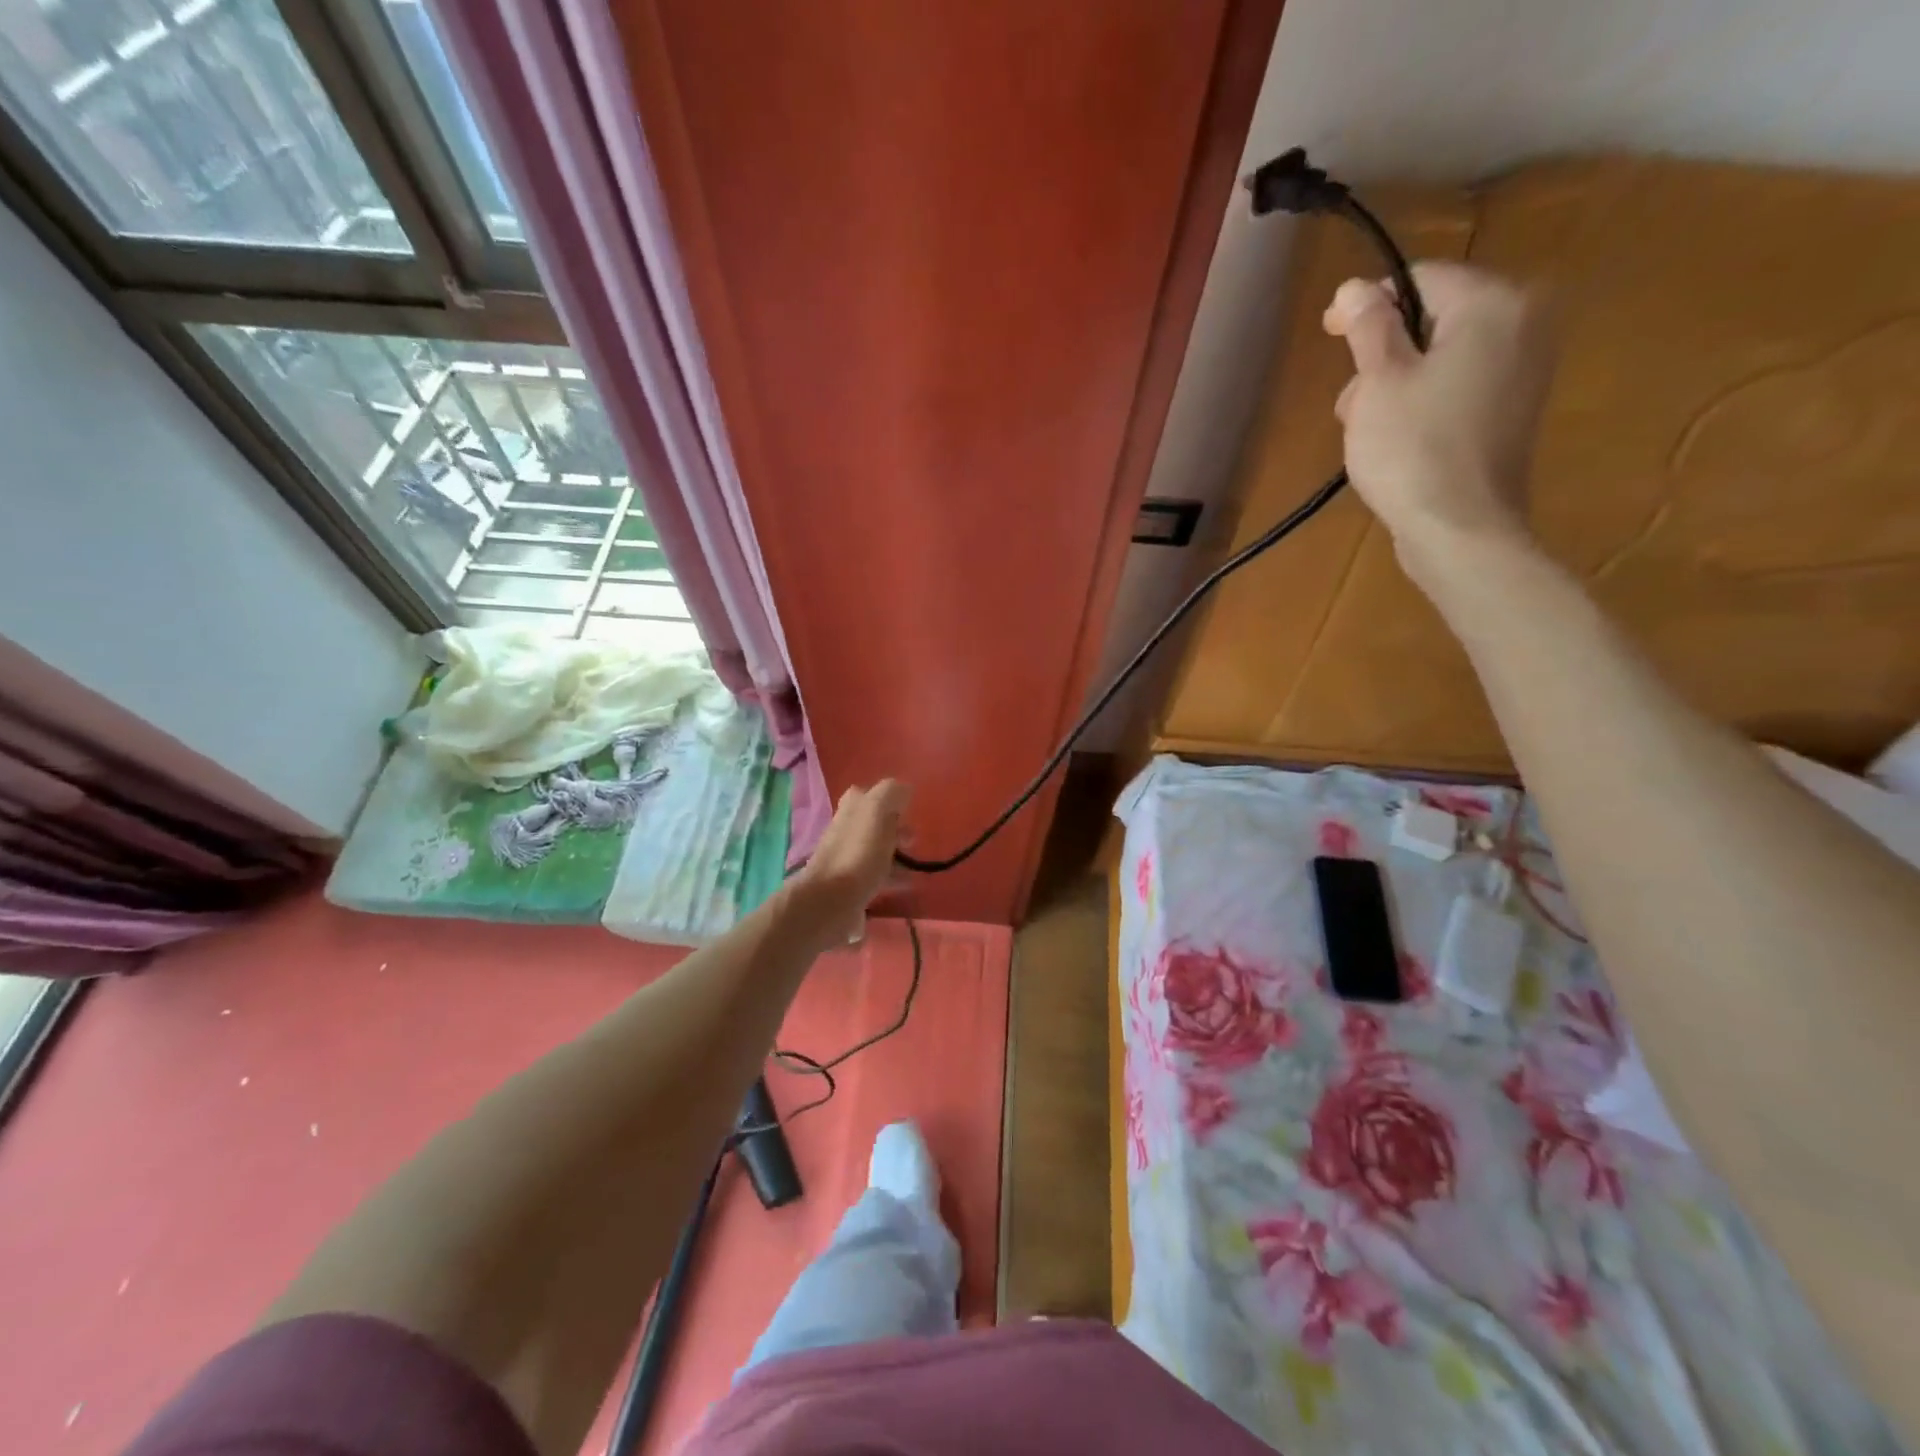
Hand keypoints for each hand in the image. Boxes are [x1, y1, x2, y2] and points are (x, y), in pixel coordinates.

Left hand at [789, 780, 910, 945]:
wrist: (829, 902)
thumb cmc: (858, 853)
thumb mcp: (877, 811)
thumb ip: (891, 794)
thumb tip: (904, 790)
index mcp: (852, 808)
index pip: (870, 794)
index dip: (891, 800)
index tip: (909, 812)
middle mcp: (846, 829)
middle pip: (874, 824)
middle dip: (896, 829)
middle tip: (913, 841)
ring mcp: (846, 858)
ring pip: (876, 850)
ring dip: (896, 855)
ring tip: (916, 867)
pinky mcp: (850, 886)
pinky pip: (876, 877)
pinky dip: (893, 878)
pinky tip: (906, 886)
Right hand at [1323, 263, 1555, 581]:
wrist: (1460, 528)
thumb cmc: (1412, 449)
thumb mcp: (1378, 382)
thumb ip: (1367, 327)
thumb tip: (1354, 287)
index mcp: (1492, 304)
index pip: (1420, 279)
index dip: (1367, 304)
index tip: (1328, 334)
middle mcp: (1522, 323)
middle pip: (1432, 319)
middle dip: (1381, 355)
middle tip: (1349, 403)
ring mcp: (1525, 369)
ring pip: (1441, 356)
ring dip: (1396, 383)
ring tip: (1365, 430)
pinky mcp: (1514, 410)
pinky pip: (1459, 386)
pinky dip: (1423, 402)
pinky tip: (1398, 440)